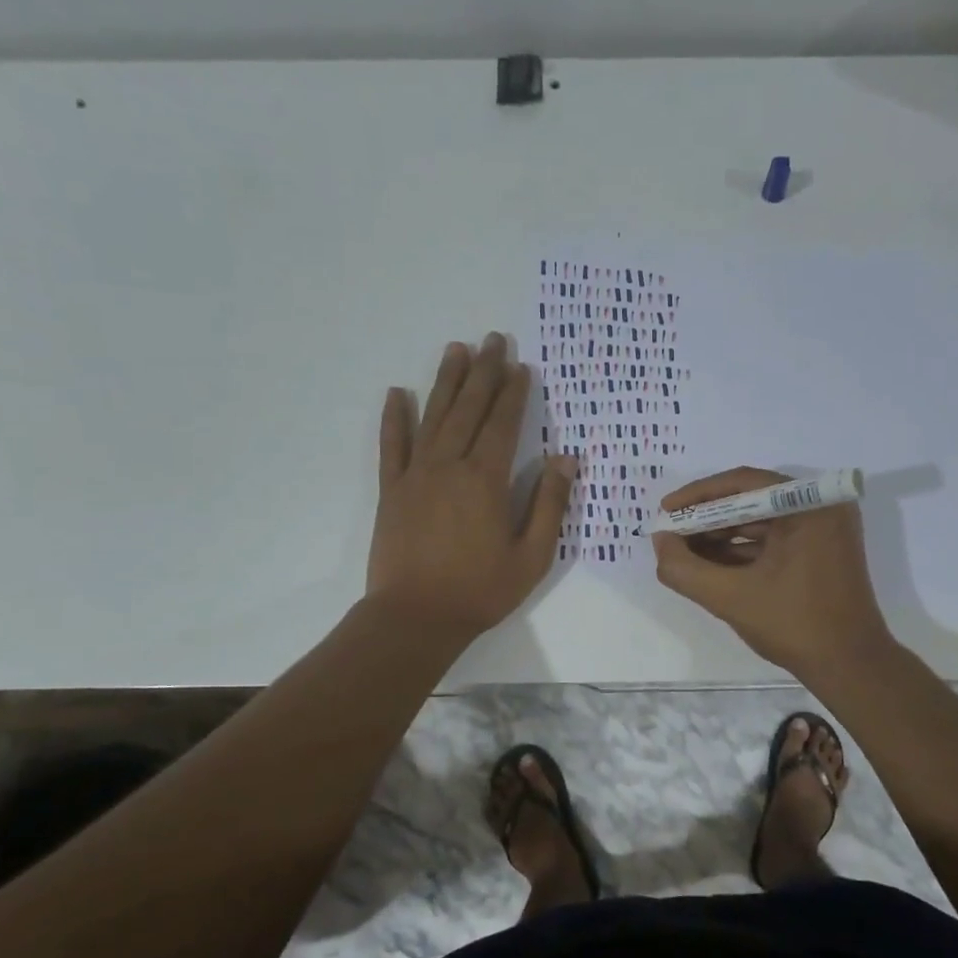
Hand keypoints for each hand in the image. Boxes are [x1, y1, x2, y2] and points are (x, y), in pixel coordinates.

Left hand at [368, 333, 577, 635]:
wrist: (415, 618)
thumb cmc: (480, 591)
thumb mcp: (532, 556)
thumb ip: (549, 505)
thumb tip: (566, 460)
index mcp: (485, 480)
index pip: (502, 424)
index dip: (513, 393)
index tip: (520, 365)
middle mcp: (449, 466)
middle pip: (468, 409)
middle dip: (483, 372)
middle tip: (492, 339)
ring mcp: (415, 475)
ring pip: (433, 417)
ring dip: (446, 382)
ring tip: (456, 350)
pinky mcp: (391, 490)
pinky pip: (391, 445)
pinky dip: (394, 418)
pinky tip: (397, 393)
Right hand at [651, 467, 892, 675]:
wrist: (850, 666)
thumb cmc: (794, 625)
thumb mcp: (730, 597)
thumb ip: (685, 569)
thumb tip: (660, 542)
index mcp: (808, 505)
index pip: (743, 484)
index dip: (698, 496)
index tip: (665, 511)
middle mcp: (820, 507)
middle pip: (751, 500)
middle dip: (707, 519)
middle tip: (670, 534)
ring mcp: (823, 530)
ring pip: (760, 522)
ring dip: (720, 536)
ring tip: (682, 551)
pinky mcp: (821, 551)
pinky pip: (773, 540)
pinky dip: (741, 551)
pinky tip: (709, 565)